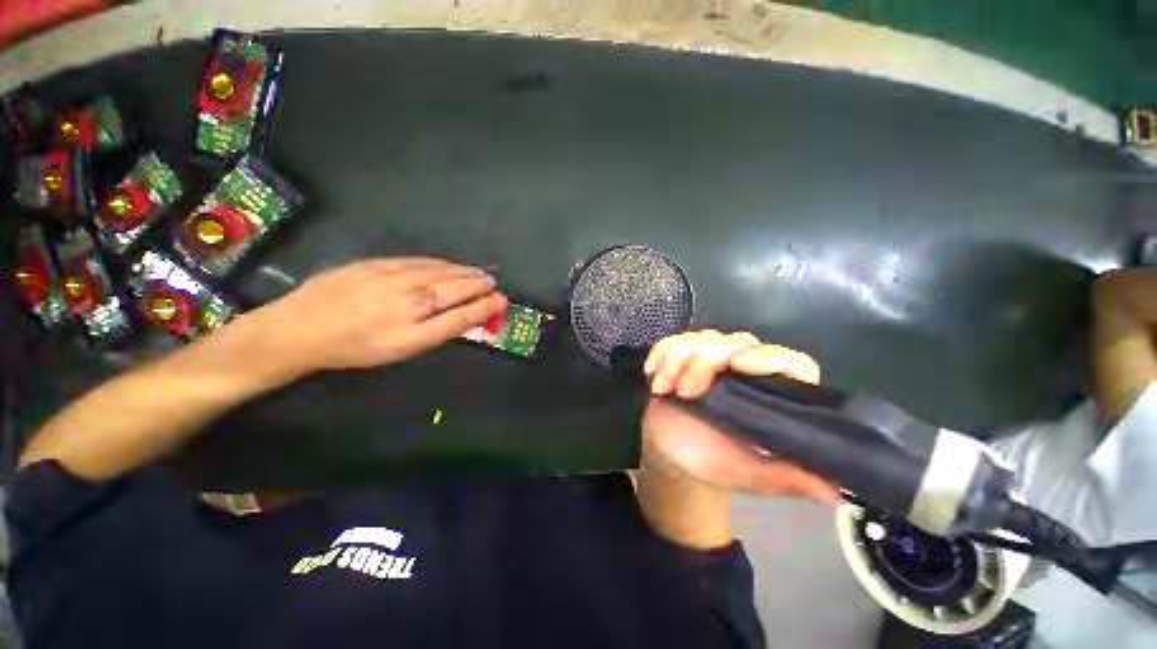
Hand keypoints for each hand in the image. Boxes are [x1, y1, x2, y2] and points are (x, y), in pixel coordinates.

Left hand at [252, 258, 506, 374]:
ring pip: (438, 273)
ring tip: (477, 273)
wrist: (301, 328)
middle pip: (452, 290)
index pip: (459, 317)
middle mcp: (405, 304)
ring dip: (462, 272)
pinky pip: (417, 262)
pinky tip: (448, 264)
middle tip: (492, 282)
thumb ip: (435, 332)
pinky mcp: (375, 264)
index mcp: (411, 333)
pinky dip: (439, 263)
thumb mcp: (399, 351)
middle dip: (477, 285)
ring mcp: (390, 280)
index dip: (483, 308)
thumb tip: (464, 316)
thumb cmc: (355, 347)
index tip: (501, 301)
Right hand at [641, 331, 840, 502]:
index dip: (769, 356)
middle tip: (685, 392)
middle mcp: (745, 370)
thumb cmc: (713, 463)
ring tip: (664, 389)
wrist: (672, 456)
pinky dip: (661, 353)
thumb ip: (790, 477)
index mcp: (771, 395)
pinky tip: (653, 375)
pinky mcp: (683, 356)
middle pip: (735, 341)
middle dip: (703, 362)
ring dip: (676, 359)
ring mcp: (712, 360)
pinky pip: (673, 340)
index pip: (791, 362)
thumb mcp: (753, 475)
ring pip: (701, 337)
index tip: (737, 365)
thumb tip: (840, 491)